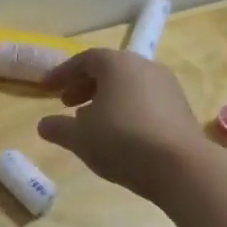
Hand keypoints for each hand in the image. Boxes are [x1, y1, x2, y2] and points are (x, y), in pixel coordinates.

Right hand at [36, 48, 205, 199]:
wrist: (182, 167)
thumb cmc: (122, 141)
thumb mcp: (79, 138)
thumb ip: (57, 128)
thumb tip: (43, 125)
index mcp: (117, 64)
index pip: (84, 59)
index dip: (62, 73)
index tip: (46, 88)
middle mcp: (144, 67)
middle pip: (108, 70)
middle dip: (84, 86)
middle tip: (66, 104)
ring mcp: (167, 86)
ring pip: (128, 85)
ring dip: (105, 99)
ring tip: (91, 122)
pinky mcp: (181, 108)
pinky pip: (145, 100)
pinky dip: (126, 109)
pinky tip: (118, 134)